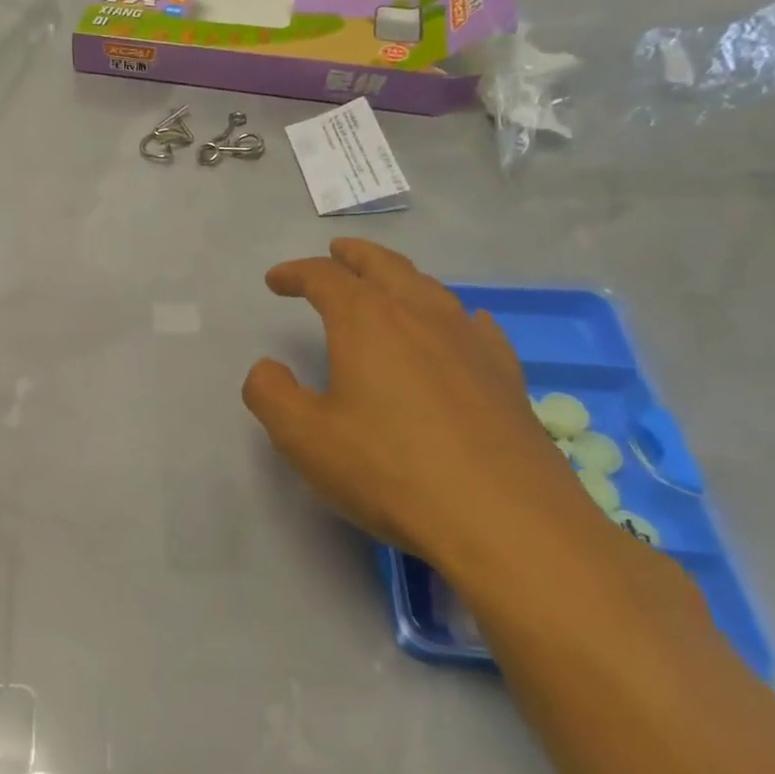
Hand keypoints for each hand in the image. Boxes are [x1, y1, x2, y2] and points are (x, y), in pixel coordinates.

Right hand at [243, 237, 599, 573]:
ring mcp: (470, 343)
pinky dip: (453, 315)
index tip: (275, 281)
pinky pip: (475, 326)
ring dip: (401, 277)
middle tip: (336, 252)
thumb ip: (271, 394)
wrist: (506, 521)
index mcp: (367, 321)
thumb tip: (268, 369)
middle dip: (355, 256)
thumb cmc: (390, 471)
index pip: (324, 278)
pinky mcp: (507, 376)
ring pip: (431, 289)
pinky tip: (460, 326)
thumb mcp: (304, 437)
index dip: (295, 273)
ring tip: (387, 284)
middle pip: (384, 266)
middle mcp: (420, 316)